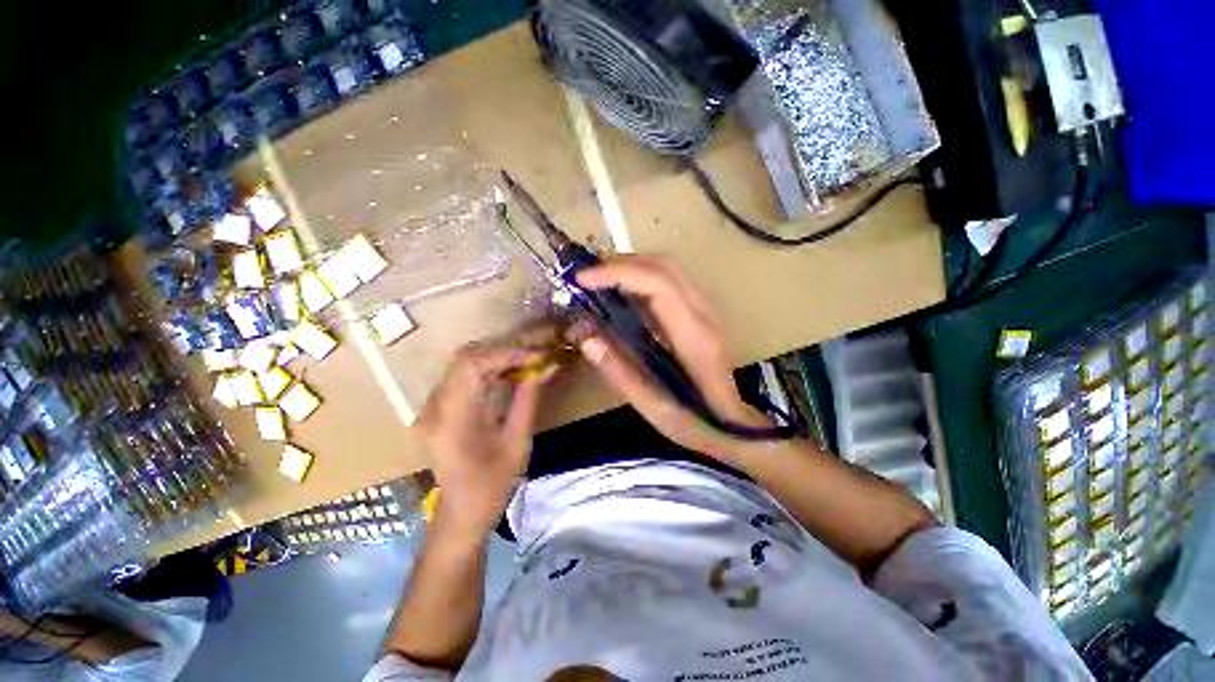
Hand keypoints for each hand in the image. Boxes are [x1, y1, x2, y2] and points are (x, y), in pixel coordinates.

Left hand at [417, 331, 556, 537]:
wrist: (461, 513)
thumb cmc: (493, 485)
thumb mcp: (518, 442)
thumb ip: (528, 399)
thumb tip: (547, 366)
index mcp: (450, 421)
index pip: (472, 366)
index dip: (507, 354)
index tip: (538, 355)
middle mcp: (434, 408)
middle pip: (465, 359)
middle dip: (505, 351)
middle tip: (536, 353)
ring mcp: (431, 407)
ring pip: (464, 364)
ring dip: (499, 357)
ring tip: (529, 359)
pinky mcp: (438, 408)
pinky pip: (464, 376)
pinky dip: (490, 368)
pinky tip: (511, 372)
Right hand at [574, 255, 770, 460]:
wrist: (735, 424)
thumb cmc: (697, 422)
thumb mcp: (654, 409)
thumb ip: (620, 374)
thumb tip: (586, 338)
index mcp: (695, 338)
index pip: (658, 284)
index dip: (618, 273)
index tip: (583, 279)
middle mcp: (705, 313)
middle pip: (664, 265)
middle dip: (621, 263)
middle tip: (586, 277)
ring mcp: (708, 308)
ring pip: (668, 267)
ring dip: (631, 265)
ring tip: (598, 280)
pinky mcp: (702, 310)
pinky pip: (670, 279)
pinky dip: (641, 275)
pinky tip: (622, 291)